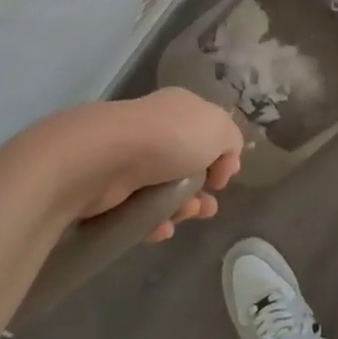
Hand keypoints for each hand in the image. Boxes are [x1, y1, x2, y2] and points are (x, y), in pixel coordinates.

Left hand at [53, 89, 244, 240]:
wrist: (105, 158)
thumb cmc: (170, 137)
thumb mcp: (219, 129)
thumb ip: (232, 142)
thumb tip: (224, 164)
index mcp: (181, 108)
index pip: (207, 132)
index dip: (221, 156)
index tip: (224, 178)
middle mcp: (156, 129)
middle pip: (187, 164)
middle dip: (202, 190)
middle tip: (208, 207)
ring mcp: (130, 158)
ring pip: (164, 189)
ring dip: (182, 208)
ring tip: (187, 216)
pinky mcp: (109, 189)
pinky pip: (139, 209)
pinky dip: (153, 222)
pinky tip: (161, 230)